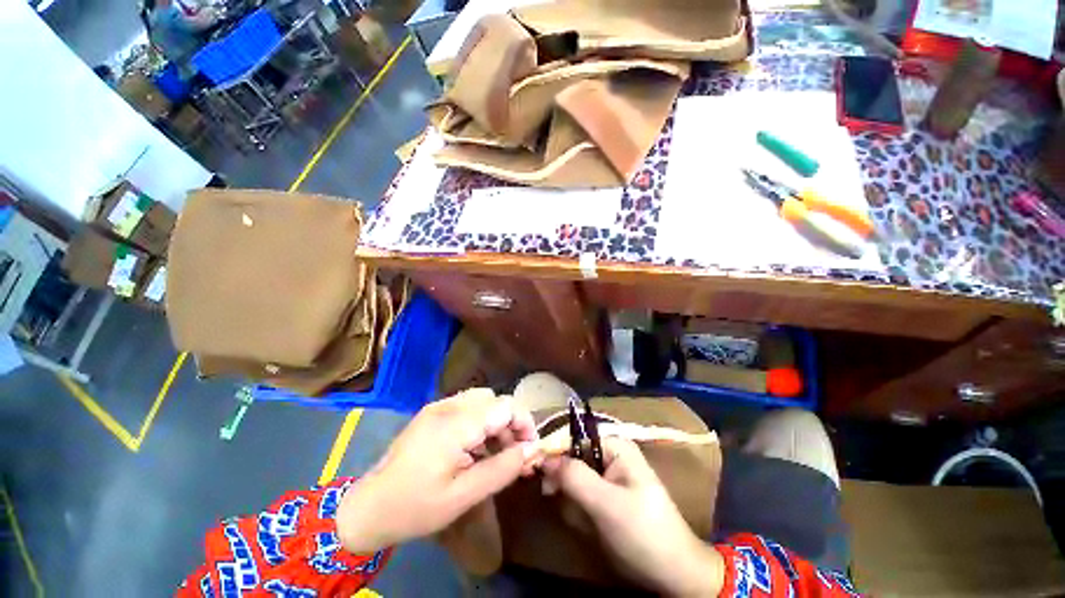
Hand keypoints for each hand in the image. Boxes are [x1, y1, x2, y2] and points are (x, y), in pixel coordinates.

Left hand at [336, 389, 540, 553]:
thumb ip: (502, 469)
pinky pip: (467, 408)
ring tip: (496, 454)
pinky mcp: (432, 413)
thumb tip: (531, 451)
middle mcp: (448, 406)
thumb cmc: (416, 506)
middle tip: (514, 455)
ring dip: (496, 423)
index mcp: (456, 424)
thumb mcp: (464, 496)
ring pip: (482, 402)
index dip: (524, 422)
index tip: (530, 449)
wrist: (369, 507)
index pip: (505, 405)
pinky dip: (480, 423)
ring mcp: (438, 407)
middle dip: (511, 424)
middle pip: (495, 400)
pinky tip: (476, 449)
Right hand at [542, 438, 724, 596]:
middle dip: (563, 479)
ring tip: (579, 518)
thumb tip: (543, 457)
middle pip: (573, 457)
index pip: (574, 438)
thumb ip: (574, 477)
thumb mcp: (606, 503)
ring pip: (575, 477)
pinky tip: (586, 523)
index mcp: (615, 446)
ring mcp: (610, 476)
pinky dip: (578, 508)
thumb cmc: (643, 532)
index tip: (535, 470)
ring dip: (570, 498)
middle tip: (553, 497)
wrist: (674, 573)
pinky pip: (583, 494)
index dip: (553, 451)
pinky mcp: (608, 495)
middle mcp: (611, 455)